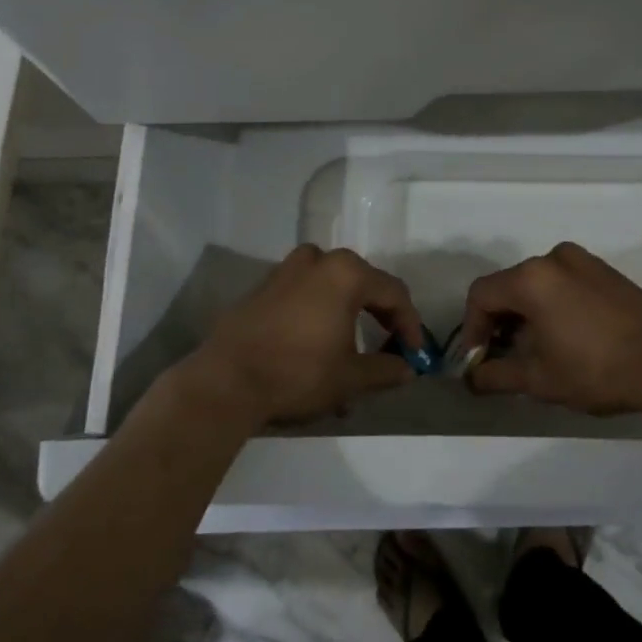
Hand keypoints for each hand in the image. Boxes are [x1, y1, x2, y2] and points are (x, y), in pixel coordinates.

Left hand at [174, 244, 423, 428]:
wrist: (226, 381)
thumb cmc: (298, 373)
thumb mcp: (350, 377)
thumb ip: (385, 369)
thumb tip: (407, 370)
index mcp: (347, 273)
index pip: (394, 293)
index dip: (410, 324)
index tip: (415, 354)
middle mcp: (319, 260)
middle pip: (363, 285)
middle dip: (379, 319)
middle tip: (389, 347)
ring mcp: (286, 270)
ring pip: (332, 288)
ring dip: (348, 316)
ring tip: (351, 353)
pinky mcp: (263, 287)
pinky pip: (304, 294)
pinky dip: (319, 315)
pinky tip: (317, 348)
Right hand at [459, 242, 641, 413]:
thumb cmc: (595, 369)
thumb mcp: (539, 379)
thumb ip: (497, 375)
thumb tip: (472, 379)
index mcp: (531, 278)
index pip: (482, 295)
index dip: (472, 328)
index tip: (479, 359)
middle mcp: (554, 258)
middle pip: (509, 285)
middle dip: (500, 321)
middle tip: (504, 357)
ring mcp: (584, 261)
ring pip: (538, 283)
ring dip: (527, 313)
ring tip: (536, 350)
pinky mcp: (606, 271)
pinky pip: (565, 282)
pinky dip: (553, 303)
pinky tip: (566, 336)